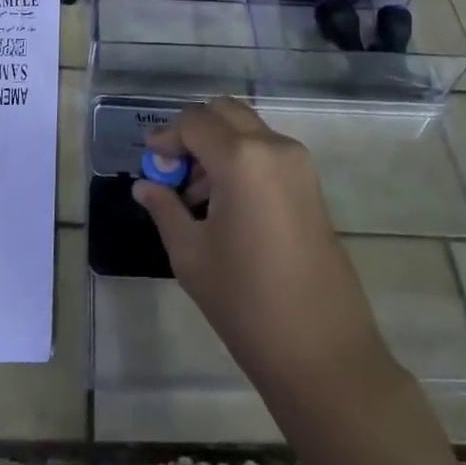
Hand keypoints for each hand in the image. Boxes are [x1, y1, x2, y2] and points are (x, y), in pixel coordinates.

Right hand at [131, 97, 390, 393]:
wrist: (322, 351)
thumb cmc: (246, 302)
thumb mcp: (191, 255)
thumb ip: (164, 209)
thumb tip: (144, 185)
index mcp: (241, 158)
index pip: (194, 122)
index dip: (166, 136)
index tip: (150, 163)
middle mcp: (273, 146)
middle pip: (224, 113)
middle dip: (194, 132)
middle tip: (173, 170)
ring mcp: (298, 163)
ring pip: (247, 129)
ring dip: (217, 145)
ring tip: (195, 196)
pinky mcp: (311, 183)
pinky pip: (267, 151)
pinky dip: (241, 159)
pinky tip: (225, 204)